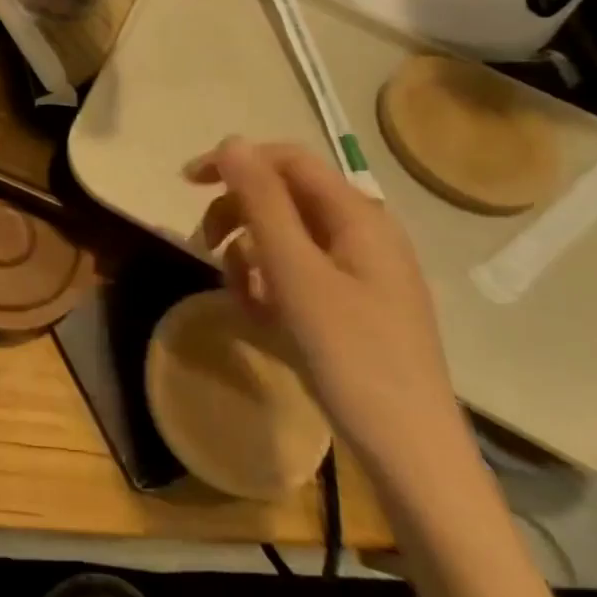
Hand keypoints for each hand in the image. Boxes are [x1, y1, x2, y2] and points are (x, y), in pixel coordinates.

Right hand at [184, 139, 471, 493]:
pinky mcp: (353, 305)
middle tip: (205, 248)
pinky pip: (299, 275)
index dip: (234, 162)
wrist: (410, 453)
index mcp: (357, 216)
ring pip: (286, 239)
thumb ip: (262, 202)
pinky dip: (271, 287)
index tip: (186, 185)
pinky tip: (263, 320)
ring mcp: (360, 272)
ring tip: (241, 298)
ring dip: (251, 258)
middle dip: (238, 217)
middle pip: (284, 198)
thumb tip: (232, 143)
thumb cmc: (351, 355)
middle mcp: (362, 233)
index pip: (287, 160)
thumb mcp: (295, 272)